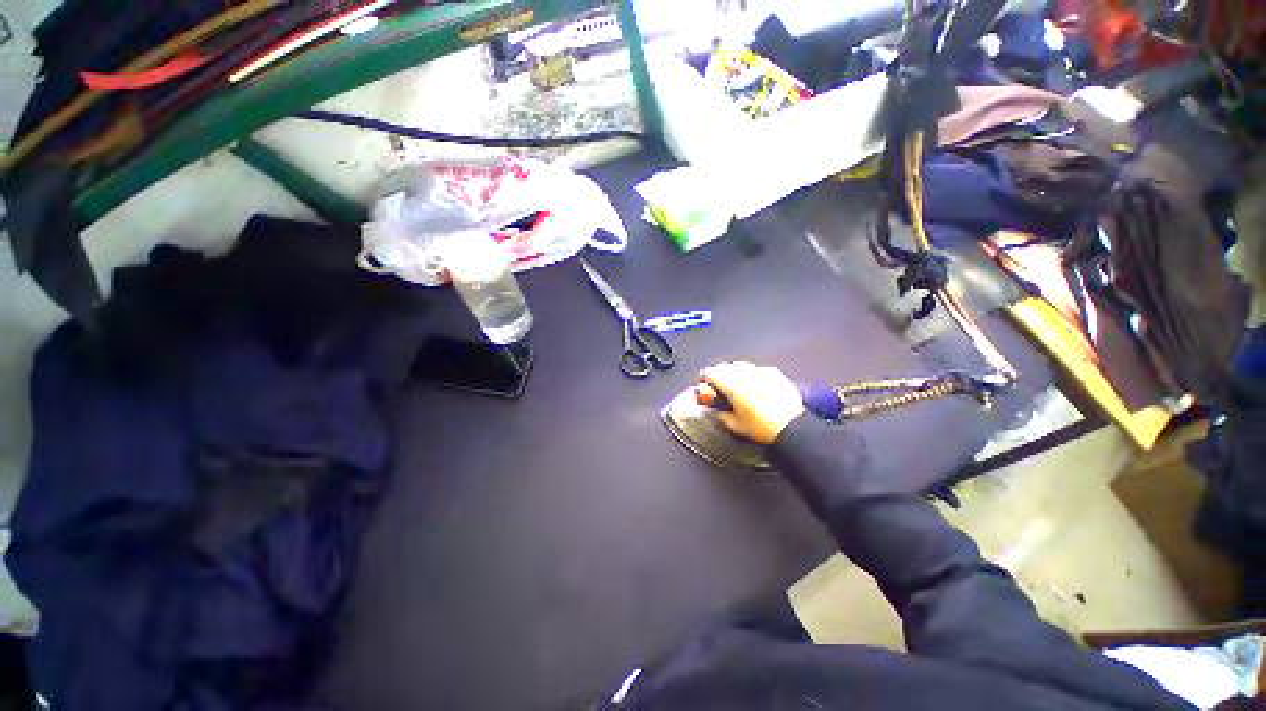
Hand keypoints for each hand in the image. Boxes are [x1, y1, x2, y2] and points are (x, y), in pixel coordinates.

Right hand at [696, 362, 804, 444]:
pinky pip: (757, 369)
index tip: (702, 382)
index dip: (703, 377)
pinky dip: (751, 374)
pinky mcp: (774, 373)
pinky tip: (755, 384)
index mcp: (731, 385)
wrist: (791, 426)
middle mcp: (744, 374)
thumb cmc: (759, 427)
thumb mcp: (734, 425)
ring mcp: (760, 371)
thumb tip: (713, 410)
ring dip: (734, 371)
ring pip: (741, 365)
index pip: (711, 372)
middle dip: (719, 373)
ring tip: (736, 382)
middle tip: (718, 384)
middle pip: (725, 366)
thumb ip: (720, 414)